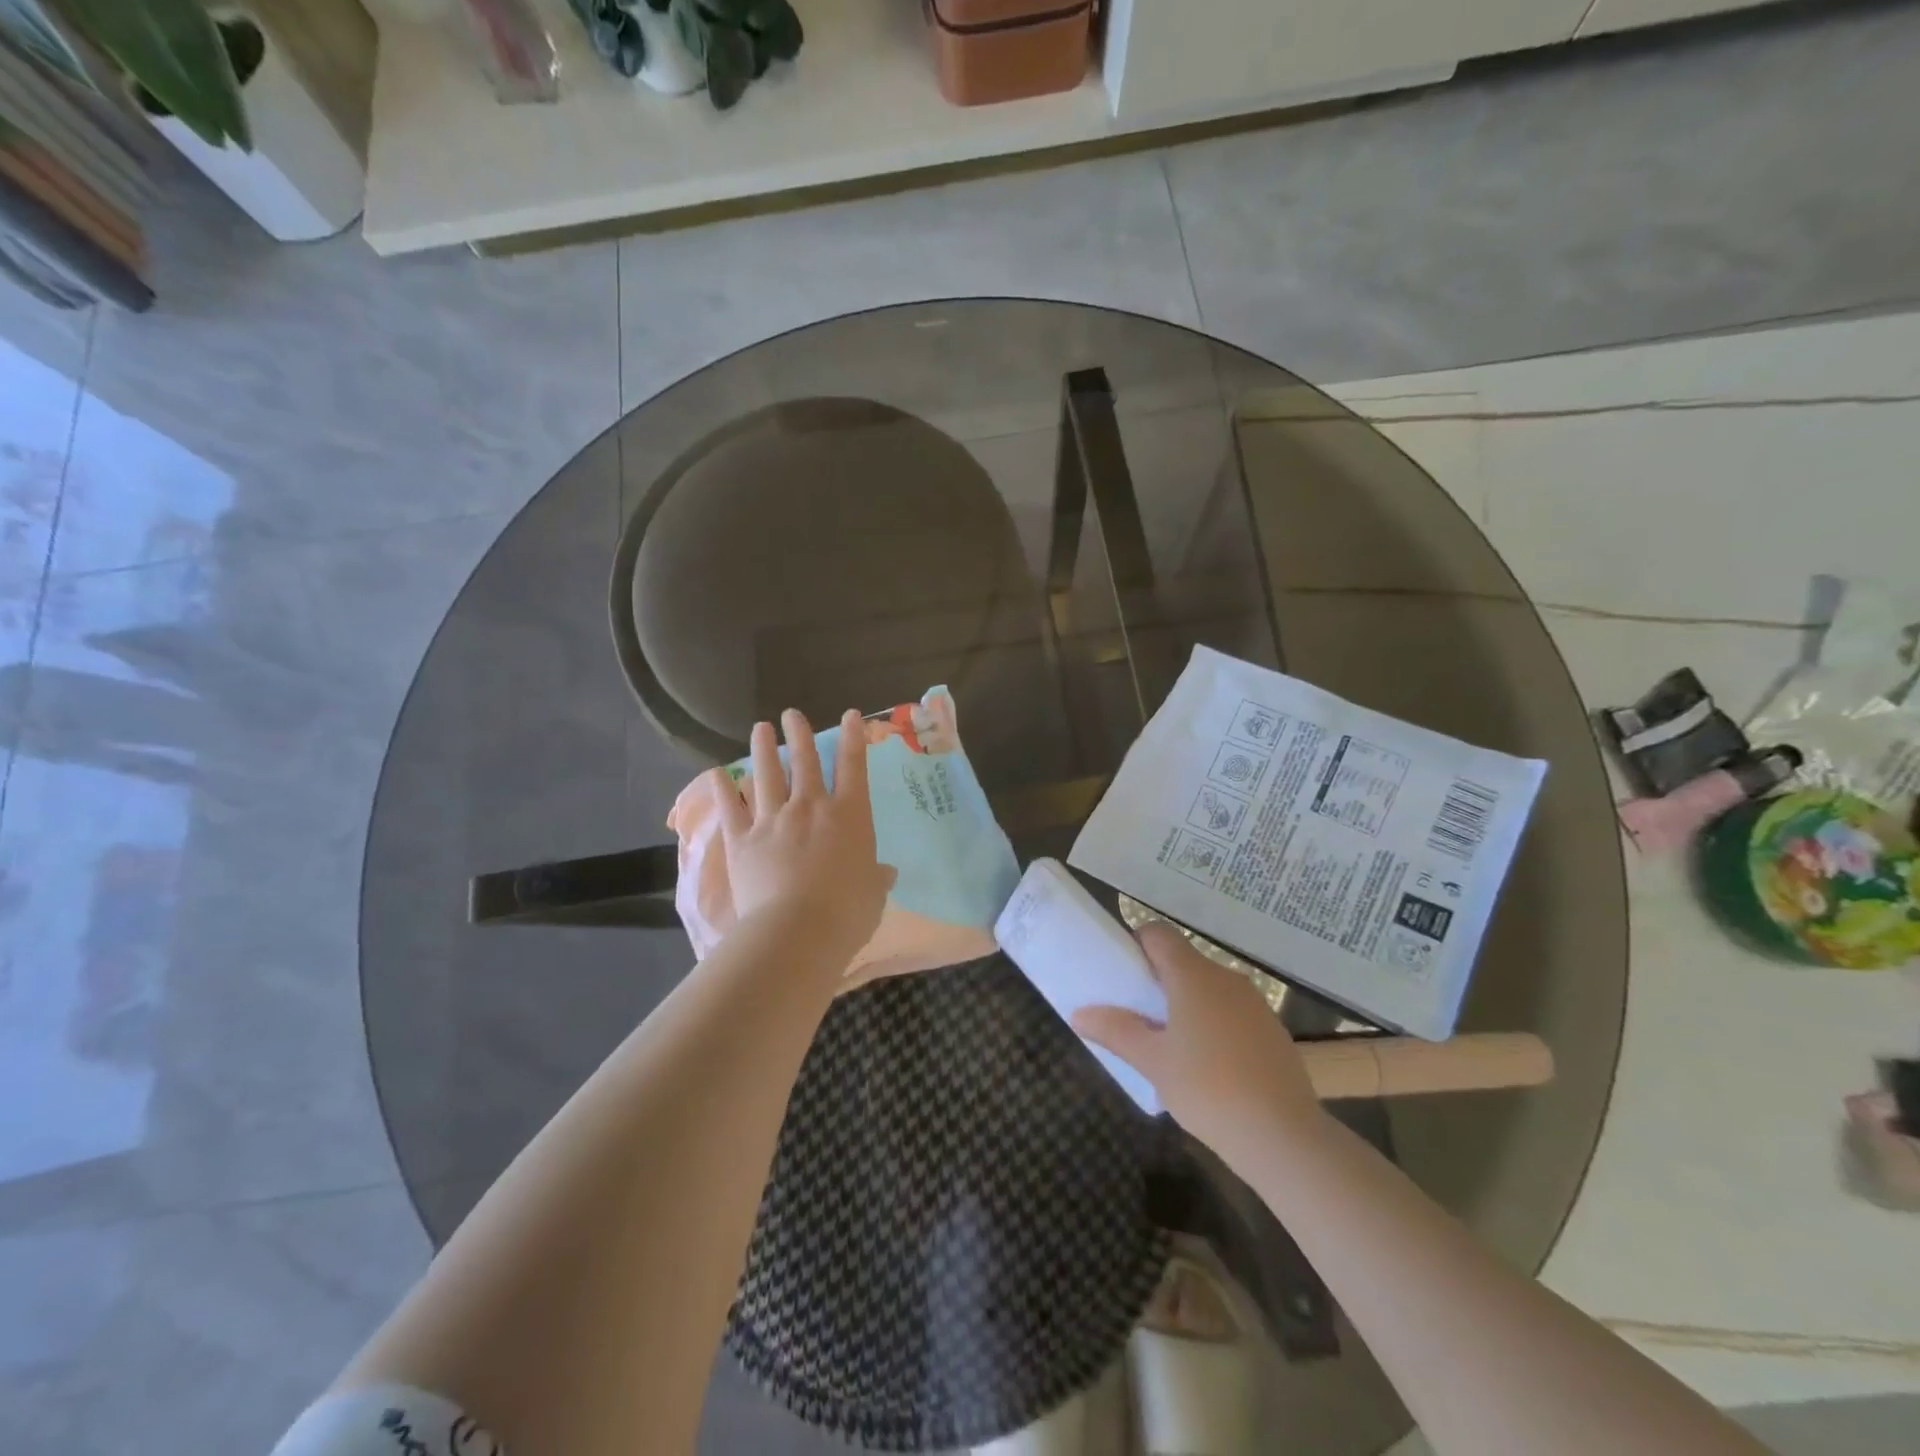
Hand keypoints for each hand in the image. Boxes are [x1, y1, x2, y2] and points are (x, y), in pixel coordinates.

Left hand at [714, 709, 895, 973]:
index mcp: (849, 816)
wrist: (797, 931)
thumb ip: (877, 878)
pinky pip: (731, 808)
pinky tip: (718, 773)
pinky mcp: (742, 840)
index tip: (850, 715)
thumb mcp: (873, 894)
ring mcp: (773, 820)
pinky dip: (723, 790)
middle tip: (791, 714)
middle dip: (799, 734)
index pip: (853, 767)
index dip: (853, 738)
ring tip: (760, 728)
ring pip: (767, 775)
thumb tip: (886, 872)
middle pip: (805, 761)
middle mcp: (810, 807)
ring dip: (763, 749)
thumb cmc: (847, 913)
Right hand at [1074, 922, 1326, 1159]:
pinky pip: (1232, 1013)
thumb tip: (1079, 1014)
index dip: (1135, 944)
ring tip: (1170, 1046)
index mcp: (1193, 975)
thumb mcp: (1152, 1062)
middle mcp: (1225, 978)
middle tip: (1136, 1016)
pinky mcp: (1272, 1031)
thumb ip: (1115, 1031)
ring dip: (1186, 1005)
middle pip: (1183, 962)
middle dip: (1157, 982)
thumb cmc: (1208, 1088)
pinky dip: (1214, 1025)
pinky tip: (1208, 1067)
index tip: (1121, 975)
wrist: (1284, 1136)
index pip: (1158, 934)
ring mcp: (1254, 1004)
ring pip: (1209, 989)